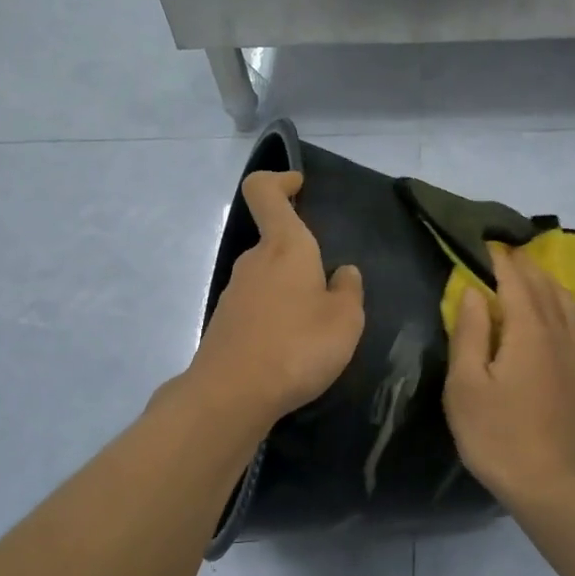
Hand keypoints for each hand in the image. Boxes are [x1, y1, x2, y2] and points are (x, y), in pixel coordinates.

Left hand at [185, 171, 364, 428]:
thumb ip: (348, 291)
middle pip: (274, 241)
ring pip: (267, 277)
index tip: (299, 186)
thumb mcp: (345, 320)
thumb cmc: (297, 346)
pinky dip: (276, 316)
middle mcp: (254, 261)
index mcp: (284, 247)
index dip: (279, 180)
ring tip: (317, 327)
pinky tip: (292, 348)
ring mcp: (234, 292)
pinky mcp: (225, 323)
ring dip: (291, 291)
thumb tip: (344, 273)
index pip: (265, 191)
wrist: (232, 395)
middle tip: (331, 288)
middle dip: (302, 256)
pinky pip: (257, 306)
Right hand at [444, 247, 574, 506]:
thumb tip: (471, 291)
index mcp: (528, 330)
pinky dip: (562, 304)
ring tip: (526, 273)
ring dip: (544, 280)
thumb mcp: (466, 385)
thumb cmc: (498, 435)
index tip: (483, 242)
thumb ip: (470, 332)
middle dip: (522, 264)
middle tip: (502, 252)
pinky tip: (556, 311)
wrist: (552, 485)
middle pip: (542, 285)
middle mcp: (558, 332)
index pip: (514, 280)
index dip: (498, 259)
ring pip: (564, 301)